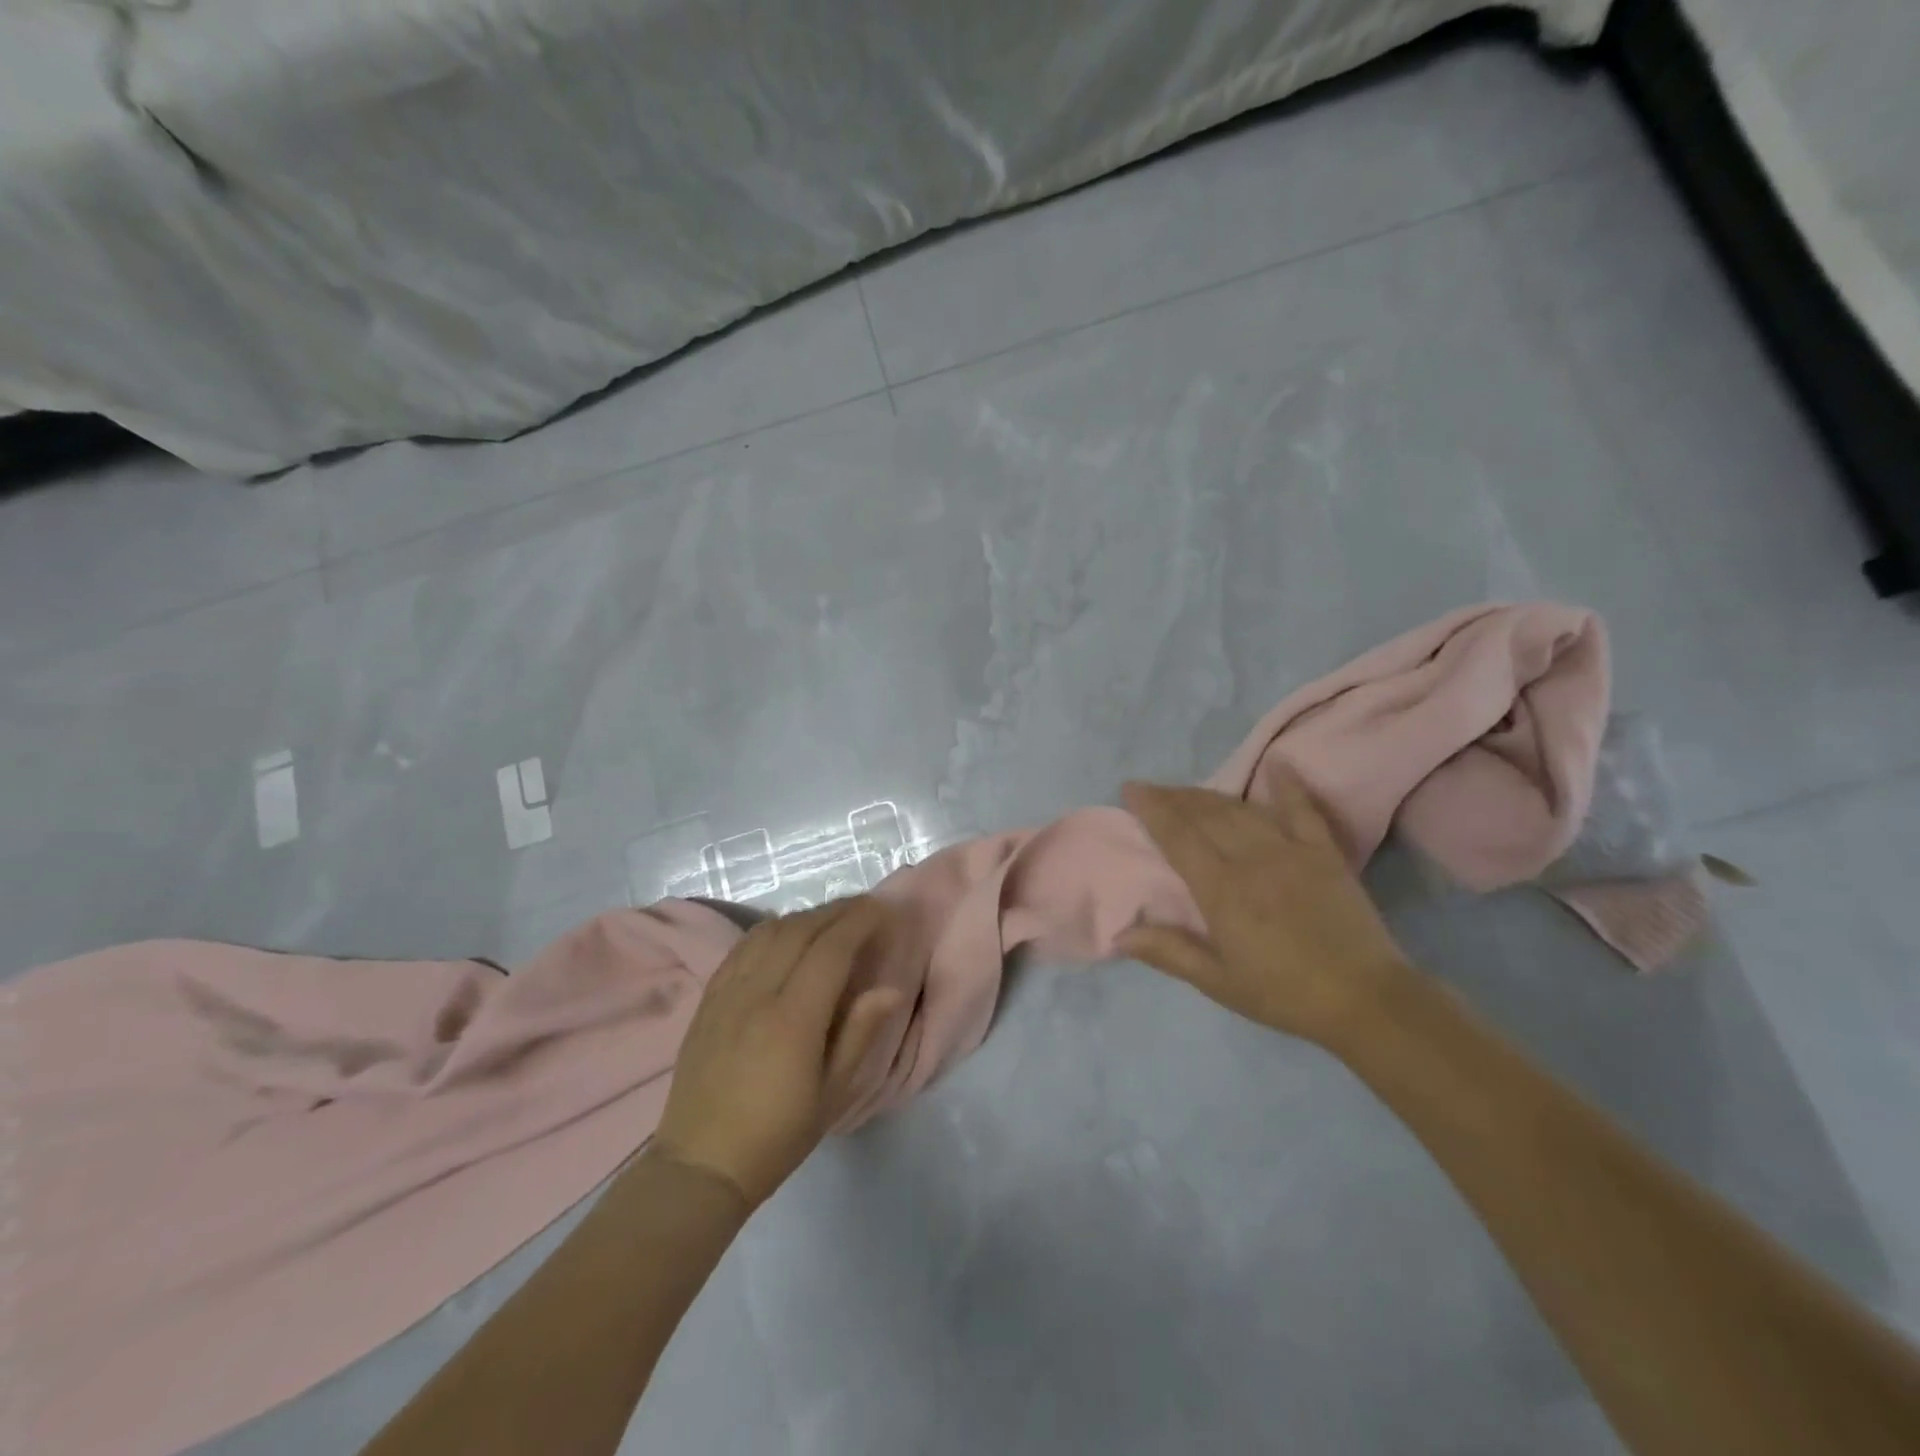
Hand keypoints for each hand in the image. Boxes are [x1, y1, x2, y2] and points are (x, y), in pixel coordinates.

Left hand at [652, 898, 904, 1208]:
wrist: (701, 1163)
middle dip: (838, 911)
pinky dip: (772, 928)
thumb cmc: (776, 1135)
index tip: (883, 910)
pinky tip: (785, 933)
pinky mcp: (709, 997)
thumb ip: (859, 1033)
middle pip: (802, 929)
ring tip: (831, 919)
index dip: (860, 921)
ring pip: (770, 931)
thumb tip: (890, 988)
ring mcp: (728, 991)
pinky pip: (743, 945)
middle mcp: (758, 992)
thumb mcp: (832, 1093)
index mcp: (793, 1017)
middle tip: (866, 909)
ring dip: (806, 916)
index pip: (831, 948)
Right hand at [1118, 771, 1413, 1048]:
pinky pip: (1303, 810)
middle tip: (1152, 789)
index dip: (1152, 809)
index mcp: (1222, 891)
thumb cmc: (1284, 994)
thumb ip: (1170, 953)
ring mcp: (1292, 851)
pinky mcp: (1324, 853)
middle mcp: (1252, 860)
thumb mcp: (1219, 983)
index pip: (1178, 837)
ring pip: (1242, 809)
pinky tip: (1276, 764)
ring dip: (1210, 794)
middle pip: (1205, 815)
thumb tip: (1120, 934)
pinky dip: (1288, 784)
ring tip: (1187, 790)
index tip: (1131, 789)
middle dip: (1174, 797)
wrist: (1365, 1000)